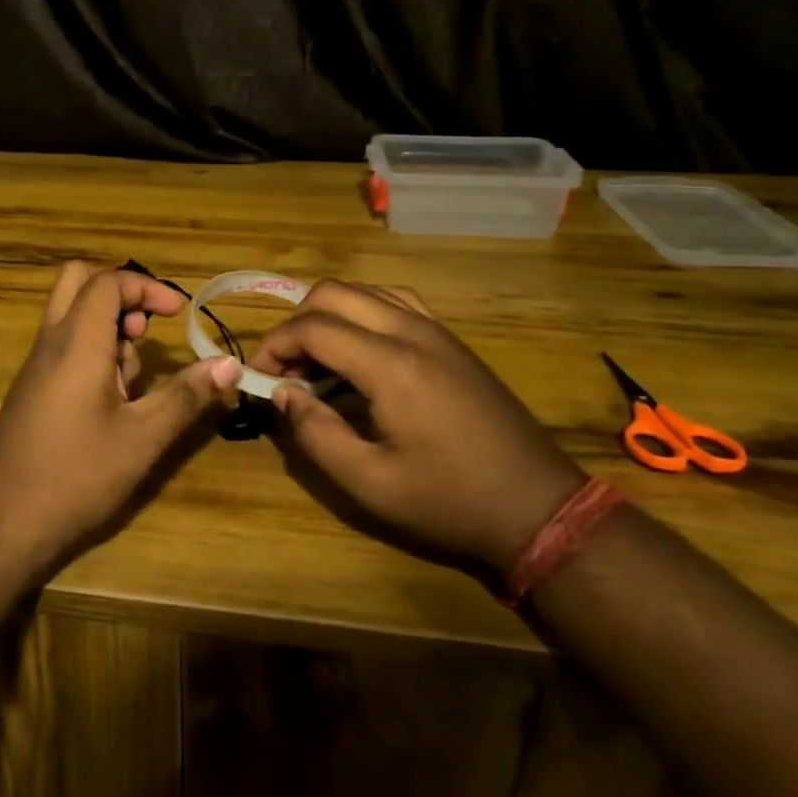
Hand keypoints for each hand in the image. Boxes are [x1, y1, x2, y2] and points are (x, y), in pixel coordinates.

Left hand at [0, 261, 236, 582]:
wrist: (0, 525)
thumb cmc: (75, 476)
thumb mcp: (142, 438)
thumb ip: (186, 396)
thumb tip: (229, 364)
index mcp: (76, 341)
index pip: (108, 282)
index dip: (147, 287)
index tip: (178, 314)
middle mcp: (51, 342)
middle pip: (78, 281)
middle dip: (121, 294)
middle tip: (146, 330)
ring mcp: (36, 366)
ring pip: (72, 315)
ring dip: (108, 329)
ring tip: (134, 382)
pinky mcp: (32, 390)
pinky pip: (65, 347)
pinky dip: (93, 354)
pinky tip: (112, 405)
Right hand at [249, 281, 585, 569]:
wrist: (537, 506)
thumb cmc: (449, 500)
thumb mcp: (370, 483)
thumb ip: (315, 433)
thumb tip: (282, 393)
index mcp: (390, 365)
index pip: (313, 327)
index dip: (275, 345)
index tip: (259, 376)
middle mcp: (411, 332)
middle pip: (334, 293)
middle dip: (296, 322)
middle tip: (286, 367)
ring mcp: (437, 330)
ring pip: (366, 290)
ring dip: (330, 313)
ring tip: (317, 357)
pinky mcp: (452, 340)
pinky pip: (396, 301)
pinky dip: (364, 310)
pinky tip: (360, 348)